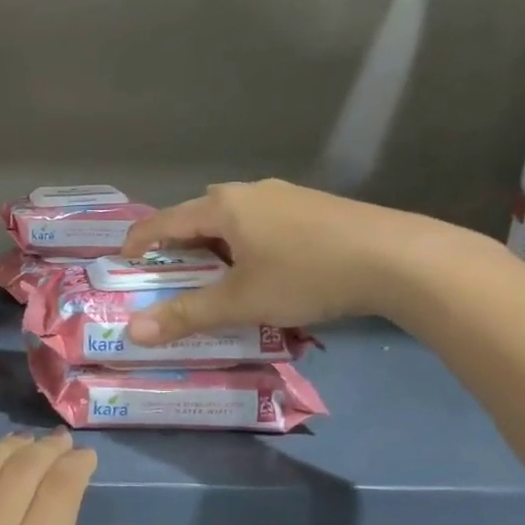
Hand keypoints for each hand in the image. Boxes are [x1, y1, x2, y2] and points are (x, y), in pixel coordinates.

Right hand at [120, 179, 441, 342]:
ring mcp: (286, 195)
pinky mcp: (316, 206)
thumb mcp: (241, 302)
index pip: (164, 220)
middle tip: (176, 272)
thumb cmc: (306, 274)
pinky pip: (264, 220)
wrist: (401, 258)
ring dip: (218, 241)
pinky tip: (269, 268)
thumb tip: (133, 333)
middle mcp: (250, 192)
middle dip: (180, 241)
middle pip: (199, 212)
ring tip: (221, 274)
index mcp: (223, 206)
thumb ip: (186, 315)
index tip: (123, 262)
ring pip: (235, 216)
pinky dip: (249, 241)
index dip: (138, 242)